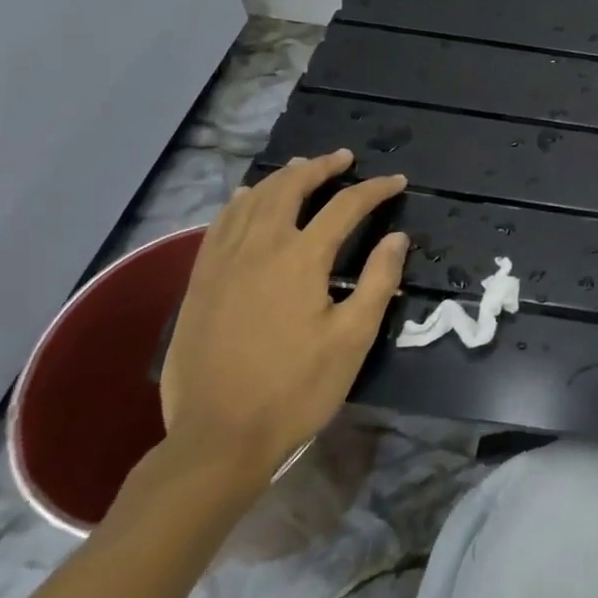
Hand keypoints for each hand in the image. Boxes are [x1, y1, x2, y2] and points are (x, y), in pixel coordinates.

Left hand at [159, 152, 407, 486]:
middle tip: (344, 158)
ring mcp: (223, 263)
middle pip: (290, 188)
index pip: (345, 206)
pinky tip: (246, 198)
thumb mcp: (352, 339)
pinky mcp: (200, 283)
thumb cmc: (295, 389)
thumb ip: (377, 280)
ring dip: (281, 177)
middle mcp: (259, 248)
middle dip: (321, 168)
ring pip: (252, 200)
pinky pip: (220, 225)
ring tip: (302, 167)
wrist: (218, 439)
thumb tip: (397, 237)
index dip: (375, 190)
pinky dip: (239, 202)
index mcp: (301, 259)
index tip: (397, 182)